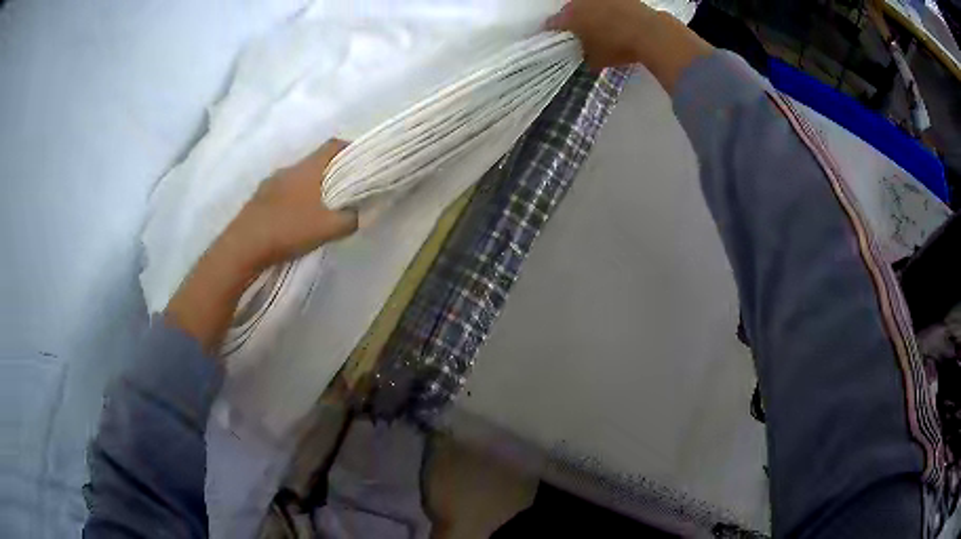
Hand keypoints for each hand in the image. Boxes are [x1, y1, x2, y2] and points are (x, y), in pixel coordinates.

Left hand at [165, 139, 356, 353]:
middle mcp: (289, 169)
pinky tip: (295, 218)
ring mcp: (270, 183)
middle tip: (345, 190)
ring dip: (310, 186)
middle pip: (316, 161)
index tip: (362, 162)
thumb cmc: (288, 230)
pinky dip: (293, 199)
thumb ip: (350, 219)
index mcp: (307, 168)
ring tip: (320, 206)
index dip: (350, 149)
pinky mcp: (258, 198)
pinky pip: (283, 191)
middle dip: (332, 172)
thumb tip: (360, 213)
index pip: (333, 145)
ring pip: (297, 177)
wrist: (243, 247)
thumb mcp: (328, 228)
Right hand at [546, 0, 659, 68]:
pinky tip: (616, 20)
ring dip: (591, 13)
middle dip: (573, 20)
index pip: (552, 23)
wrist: (650, 33)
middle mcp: (580, 2)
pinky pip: (608, 3)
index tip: (557, 40)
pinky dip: (609, 10)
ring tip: (600, 26)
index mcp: (569, 17)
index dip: (553, 32)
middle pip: (570, 10)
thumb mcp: (597, 60)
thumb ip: (585, 56)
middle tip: (580, 33)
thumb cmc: (619, 48)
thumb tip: (585, 57)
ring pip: (588, 4)